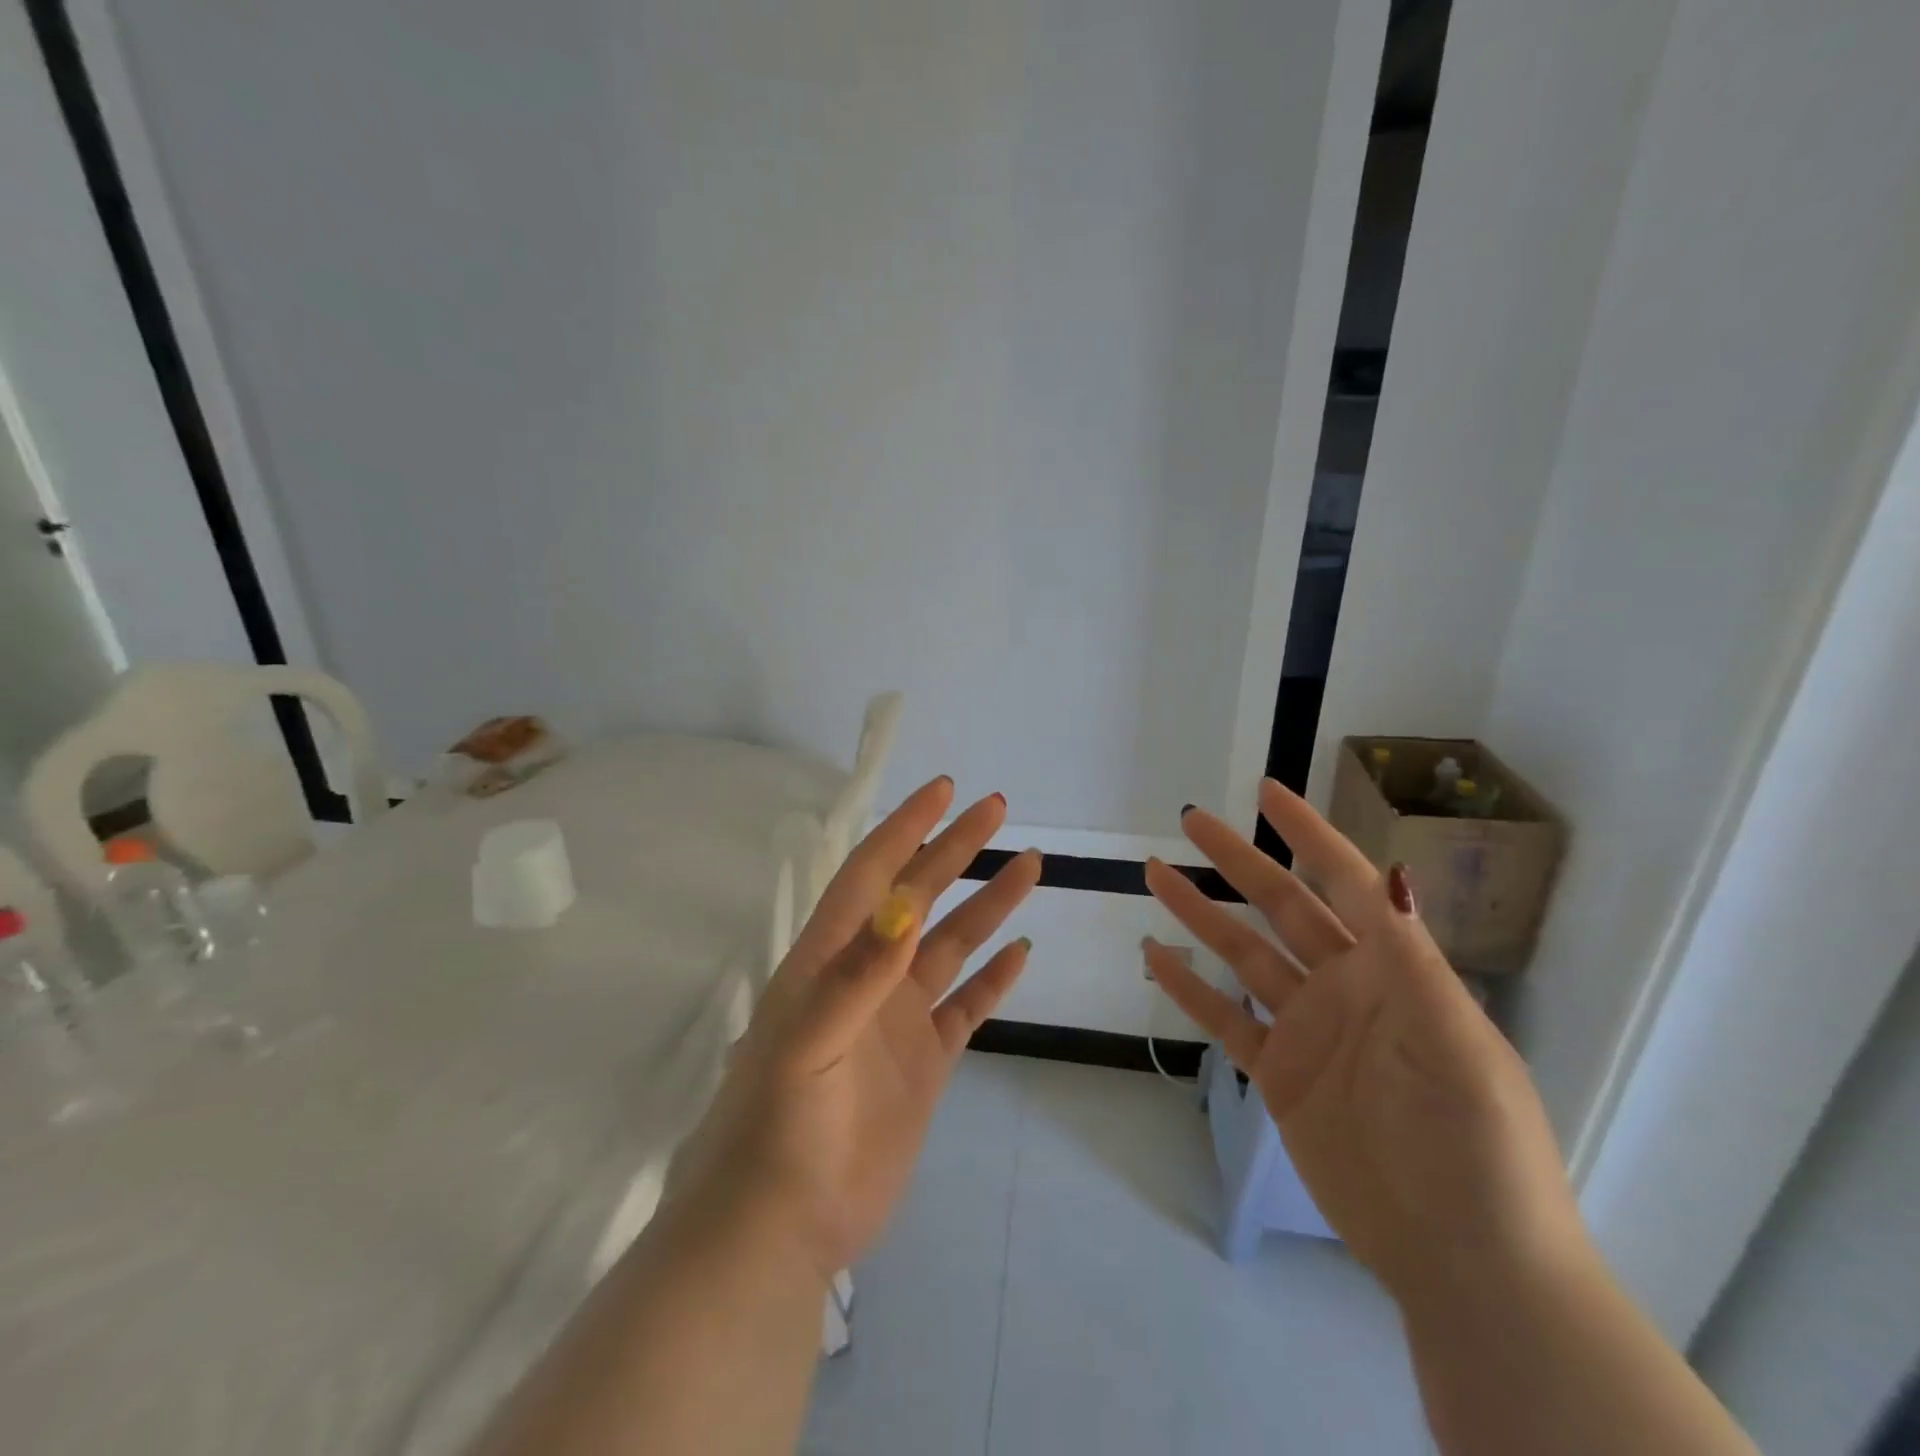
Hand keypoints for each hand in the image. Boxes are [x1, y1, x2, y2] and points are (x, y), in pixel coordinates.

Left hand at [671, 776, 1041, 1279]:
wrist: (783, 1227)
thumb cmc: (782, 1127)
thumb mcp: (809, 1043)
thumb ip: (856, 974)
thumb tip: (902, 903)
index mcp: (830, 959)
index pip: (871, 874)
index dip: (905, 829)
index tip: (942, 792)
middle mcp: (867, 977)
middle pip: (918, 897)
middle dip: (954, 850)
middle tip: (995, 809)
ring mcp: (898, 1019)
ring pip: (950, 945)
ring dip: (986, 905)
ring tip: (1027, 866)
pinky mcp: (924, 1062)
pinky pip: (967, 1006)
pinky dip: (994, 978)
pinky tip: (1020, 952)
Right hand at [1144, 780, 1586, 1305]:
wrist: (1464, 1262)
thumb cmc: (1475, 1145)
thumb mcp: (1454, 1044)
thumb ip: (1413, 958)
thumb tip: (1392, 871)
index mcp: (1393, 969)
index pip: (1345, 882)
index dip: (1307, 834)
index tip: (1266, 791)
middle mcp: (1346, 987)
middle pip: (1281, 907)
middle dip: (1237, 861)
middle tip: (1191, 820)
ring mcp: (1308, 1030)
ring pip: (1243, 955)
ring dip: (1200, 914)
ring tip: (1157, 874)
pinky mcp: (1280, 1074)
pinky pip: (1225, 1019)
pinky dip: (1189, 989)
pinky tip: (1156, 959)